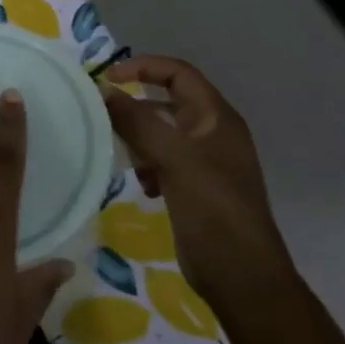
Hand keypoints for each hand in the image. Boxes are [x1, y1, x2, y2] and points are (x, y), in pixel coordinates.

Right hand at [101, 56, 291, 300]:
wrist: (242, 276)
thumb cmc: (214, 209)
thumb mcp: (174, 159)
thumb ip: (137, 122)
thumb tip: (102, 90)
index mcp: (217, 118)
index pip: (178, 73)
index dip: (143, 67)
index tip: (107, 79)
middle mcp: (213, 134)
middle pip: (168, 102)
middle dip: (136, 107)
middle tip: (104, 118)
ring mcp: (205, 163)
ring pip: (162, 133)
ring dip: (139, 139)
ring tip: (125, 156)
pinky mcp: (194, 188)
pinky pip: (163, 161)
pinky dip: (147, 165)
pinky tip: (143, 185)